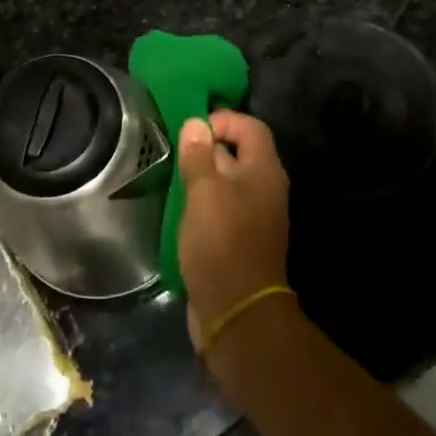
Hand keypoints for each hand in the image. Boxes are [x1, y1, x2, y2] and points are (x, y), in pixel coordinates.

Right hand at [177, 109, 290, 354]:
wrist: (237, 314)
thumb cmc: (222, 244)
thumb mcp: (204, 193)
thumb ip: (199, 156)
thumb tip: (196, 123)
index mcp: (264, 172)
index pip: (251, 127)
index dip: (223, 120)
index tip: (191, 130)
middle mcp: (264, 189)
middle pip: (239, 152)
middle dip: (207, 146)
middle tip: (174, 150)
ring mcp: (253, 216)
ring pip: (227, 181)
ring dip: (201, 175)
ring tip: (171, 175)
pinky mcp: (239, 239)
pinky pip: (221, 206)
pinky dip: (202, 201)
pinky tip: (178, 206)